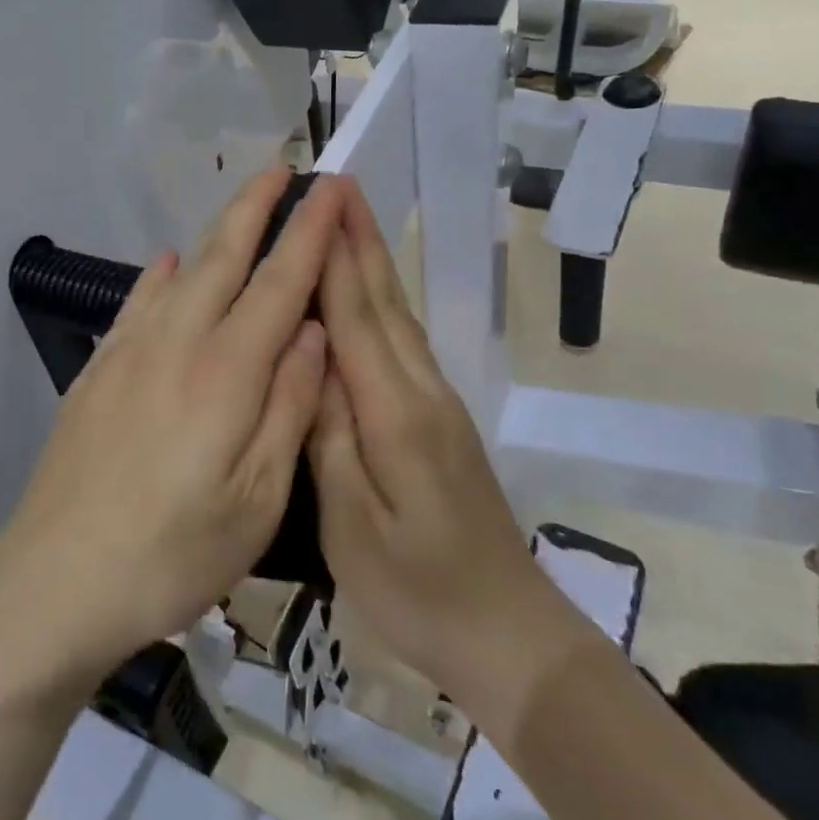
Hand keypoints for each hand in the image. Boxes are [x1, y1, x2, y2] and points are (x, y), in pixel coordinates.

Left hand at [0, 169, 345, 691]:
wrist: (56, 581)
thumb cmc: (173, 553)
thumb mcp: (258, 497)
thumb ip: (289, 403)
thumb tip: (313, 329)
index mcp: (227, 371)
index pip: (280, 281)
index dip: (308, 231)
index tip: (328, 188)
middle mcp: (177, 342)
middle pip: (225, 257)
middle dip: (257, 207)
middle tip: (283, 168)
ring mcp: (129, 352)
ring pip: (182, 272)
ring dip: (217, 232)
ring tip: (240, 206)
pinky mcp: (97, 372)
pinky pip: (137, 303)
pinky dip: (160, 275)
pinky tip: (169, 262)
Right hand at [309, 188, 578, 718]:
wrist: (507, 635)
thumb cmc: (417, 590)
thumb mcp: (352, 525)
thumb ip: (329, 437)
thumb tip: (311, 362)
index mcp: (394, 414)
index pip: (355, 317)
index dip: (335, 256)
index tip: (320, 200)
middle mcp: (421, 392)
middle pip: (386, 301)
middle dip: (360, 239)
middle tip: (338, 184)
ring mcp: (437, 404)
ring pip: (400, 317)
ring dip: (374, 262)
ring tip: (348, 221)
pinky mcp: (441, 420)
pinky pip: (405, 343)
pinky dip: (384, 302)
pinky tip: (370, 293)